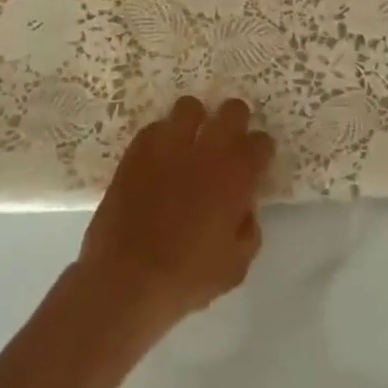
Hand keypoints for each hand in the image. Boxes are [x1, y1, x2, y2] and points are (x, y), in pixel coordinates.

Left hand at [78, 96, 274, 334]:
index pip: (261, 142)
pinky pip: (155, 128)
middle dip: (235, 121)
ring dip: (195, 121)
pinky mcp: (136, 152)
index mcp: (237, 175)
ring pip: (189, 107)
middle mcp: (207, 150)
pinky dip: (162, 138)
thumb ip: (248, 229)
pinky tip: (160, 159)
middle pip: (232, 110)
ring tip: (190, 142)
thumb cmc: (188, 277)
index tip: (255, 165)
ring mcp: (169, 146)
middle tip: (228, 142)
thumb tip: (244, 209)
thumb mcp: (236, 265)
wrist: (127, 280)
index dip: (260, 152)